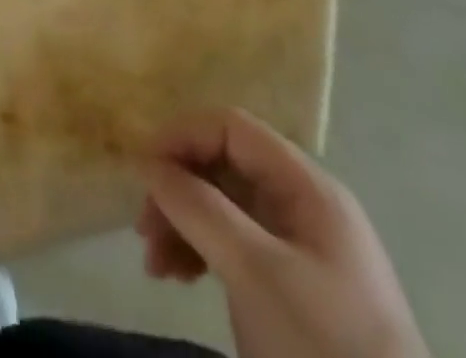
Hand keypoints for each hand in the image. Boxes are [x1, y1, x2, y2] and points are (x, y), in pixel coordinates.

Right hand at [136, 109, 426, 357]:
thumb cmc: (323, 346)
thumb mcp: (254, 271)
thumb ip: (198, 206)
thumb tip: (147, 160)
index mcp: (307, 187)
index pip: (232, 129)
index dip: (183, 136)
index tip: (143, 169)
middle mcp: (304, 206)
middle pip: (224, 167)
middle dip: (178, 191)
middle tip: (143, 229)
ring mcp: (300, 249)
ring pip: (223, 208)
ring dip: (182, 225)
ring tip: (155, 264)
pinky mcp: (293, 289)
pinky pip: (235, 246)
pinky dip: (201, 252)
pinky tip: (178, 276)